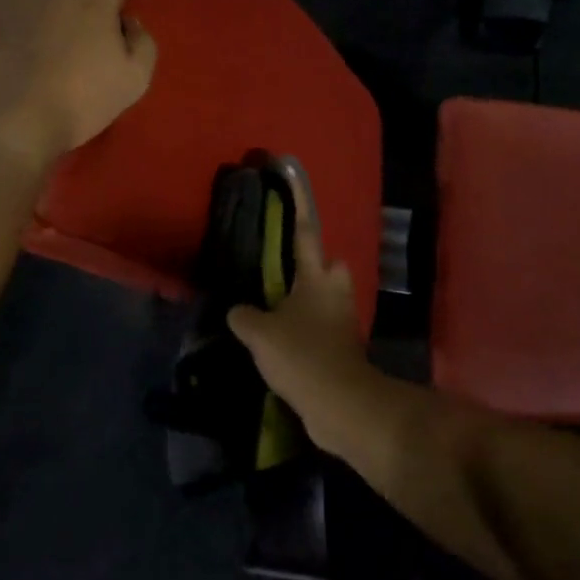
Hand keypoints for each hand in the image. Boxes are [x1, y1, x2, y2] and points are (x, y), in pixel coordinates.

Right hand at [225, 157, 378, 449]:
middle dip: (313, 264)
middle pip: (328, 265)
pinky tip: (280, 342)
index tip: (292, 174)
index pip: (305, 230)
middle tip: (282, 271)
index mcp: (316, 277)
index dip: (298, 202)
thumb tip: (238, 311)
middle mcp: (334, 291)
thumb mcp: (261, 333)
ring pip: (324, 298)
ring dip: (305, 302)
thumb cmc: (303, 354)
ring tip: (272, 310)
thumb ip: (244, 316)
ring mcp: (342, 320)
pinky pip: (320, 328)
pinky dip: (304, 330)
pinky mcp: (342, 348)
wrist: (340, 405)